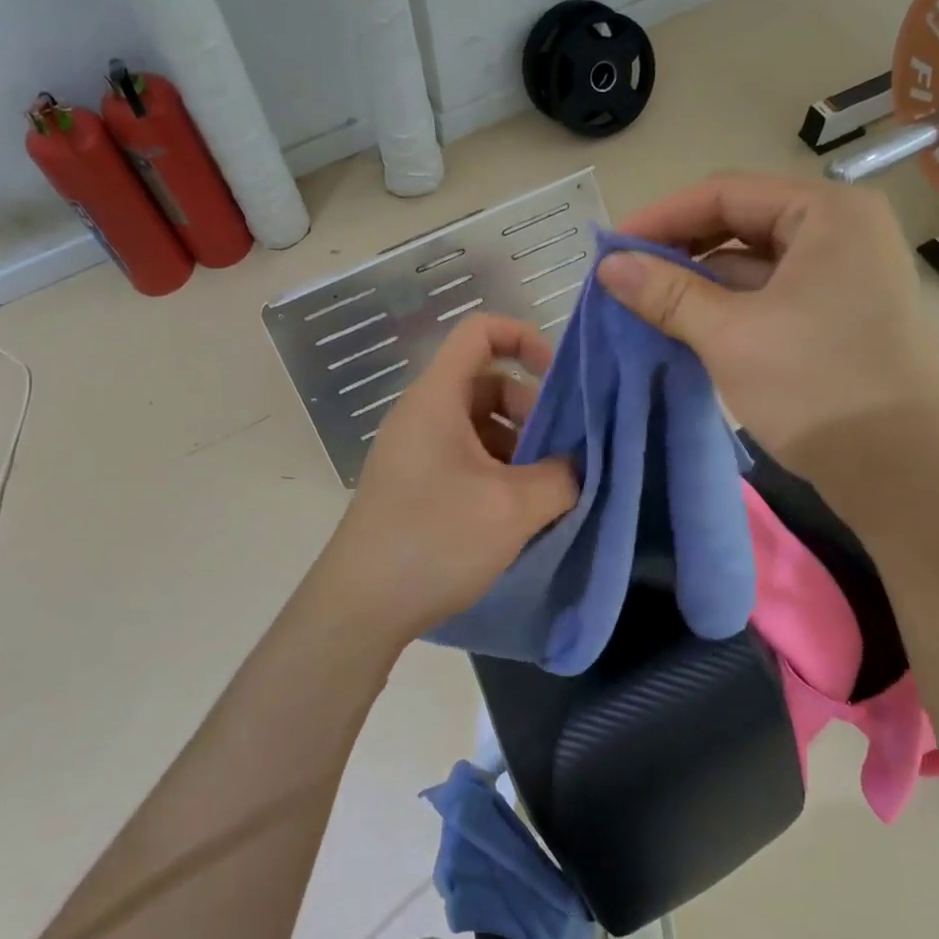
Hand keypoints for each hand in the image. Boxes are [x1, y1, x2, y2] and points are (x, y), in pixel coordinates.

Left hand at [311, 314, 579, 643]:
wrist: (361, 606)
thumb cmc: (435, 541)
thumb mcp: (512, 508)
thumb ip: (560, 477)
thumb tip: (577, 466)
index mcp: (436, 398)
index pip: (478, 332)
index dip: (524, 338)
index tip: (560, 378)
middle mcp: (422, 414)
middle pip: (486, 383)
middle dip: (531, 410)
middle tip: (560, 455)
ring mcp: (415, 451)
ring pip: (479, 425)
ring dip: (518, 447)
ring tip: (545, 491)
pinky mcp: (415, 484)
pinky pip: (465, 457)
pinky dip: (497, 471)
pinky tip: (517, 513)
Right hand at [597, 172, 938, 475]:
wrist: (905, 475)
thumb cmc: (817, 386)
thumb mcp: (730, 335)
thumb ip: (666, 293)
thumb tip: (607, 265)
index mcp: (828, 213)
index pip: (726, 193)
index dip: (661, 218)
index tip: (610, 249)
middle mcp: (842, 231)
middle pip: (741, 222)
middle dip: (679, 249)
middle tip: (625, 278)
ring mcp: (844, 274)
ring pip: (753, 261)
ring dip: (699, 281)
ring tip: (645, 304)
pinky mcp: (839, 314)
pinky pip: (770, 293)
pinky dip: (727, 305)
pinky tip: (686, 325)